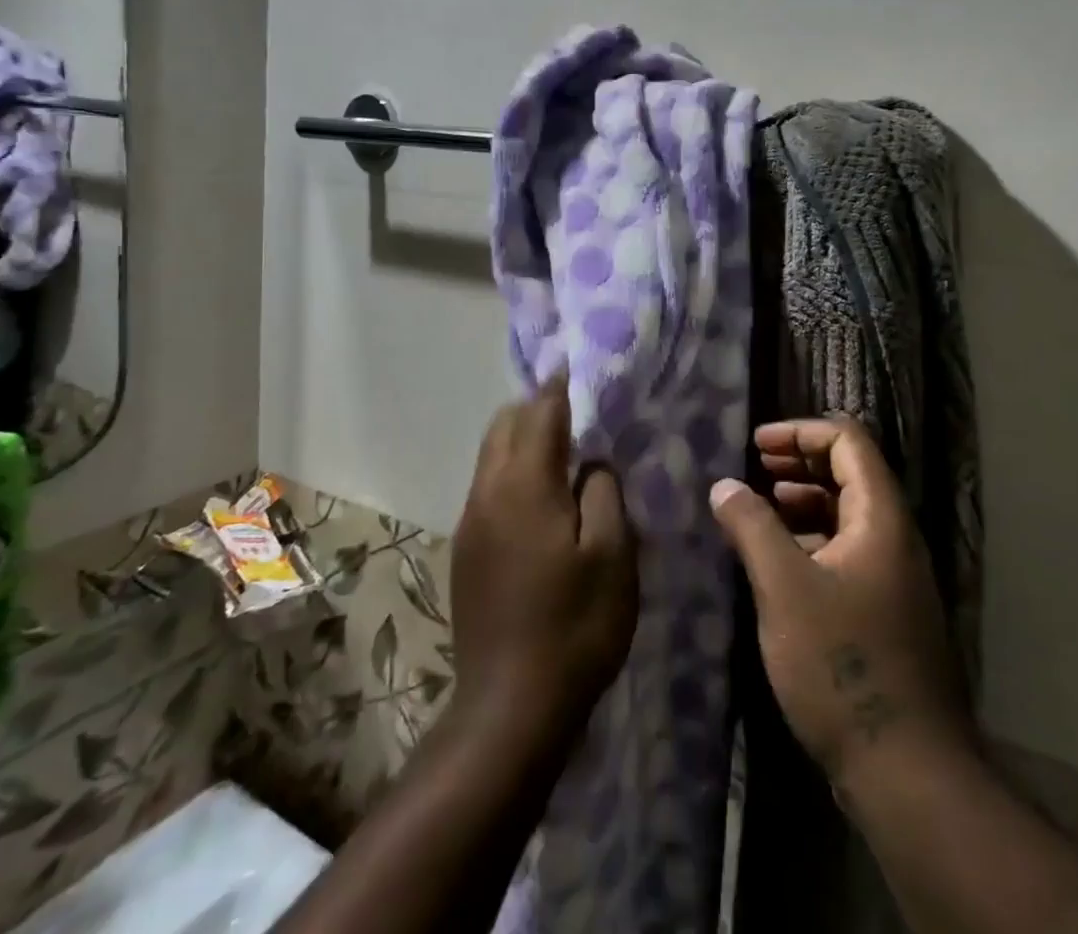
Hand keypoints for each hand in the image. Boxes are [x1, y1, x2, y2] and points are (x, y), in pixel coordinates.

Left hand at [450, 376, 638, 750]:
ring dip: (522, 441)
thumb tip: (592, 459)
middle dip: (536, 409)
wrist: (509, 709)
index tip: (578, 368)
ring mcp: (469, 523)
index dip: (560, 387)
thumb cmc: (575, 626)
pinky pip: (488, 487)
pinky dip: (512, 472)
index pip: (539, 412)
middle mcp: (487, 492)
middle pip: (504, 425)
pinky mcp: (464, 551)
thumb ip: (603, 491)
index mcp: (524, 484)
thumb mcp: (613, 555)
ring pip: (491, 456)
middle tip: (578, 414)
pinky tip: (541, 500)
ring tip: (564, 452)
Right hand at [710, 417, 974, 788]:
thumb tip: (724, 485)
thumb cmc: (842, 665)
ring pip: (847, 513)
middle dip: (800, 460)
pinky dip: (811, 538)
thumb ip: (752, 526)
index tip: (756, 445)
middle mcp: (894, 536)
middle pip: (850, 471)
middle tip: (754, 467)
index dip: (801, 431)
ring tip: (760, 507)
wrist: (906, 769)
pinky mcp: (884, 609)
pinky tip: (778, 559)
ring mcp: (893, 575)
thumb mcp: (784, 588)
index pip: (848, 440)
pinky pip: (846, 550)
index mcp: (881, 517)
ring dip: (803, 500)